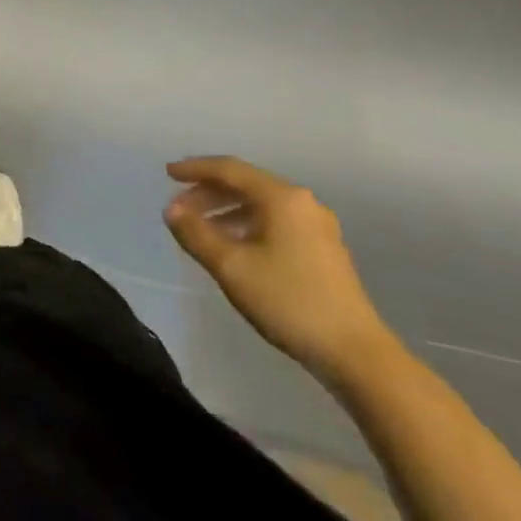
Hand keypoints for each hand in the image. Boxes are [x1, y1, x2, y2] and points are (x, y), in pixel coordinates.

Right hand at [162, 156, 396, 385]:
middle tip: (179, 209)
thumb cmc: (288, 301)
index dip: (195, 169)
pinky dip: (246, 224)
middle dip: (208, 192)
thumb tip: (172, 210)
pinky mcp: (323, 248)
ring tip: (200, 229)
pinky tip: (233, 246)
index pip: (230, 169)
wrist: (353, 351)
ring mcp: (316, 226)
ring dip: (226, 210)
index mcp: (281, 198)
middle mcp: (302, 202)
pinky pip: (275, 221)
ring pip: (261, 204)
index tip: (167, 174)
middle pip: (246, 184)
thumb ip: (196, 234)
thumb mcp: (231, 267)